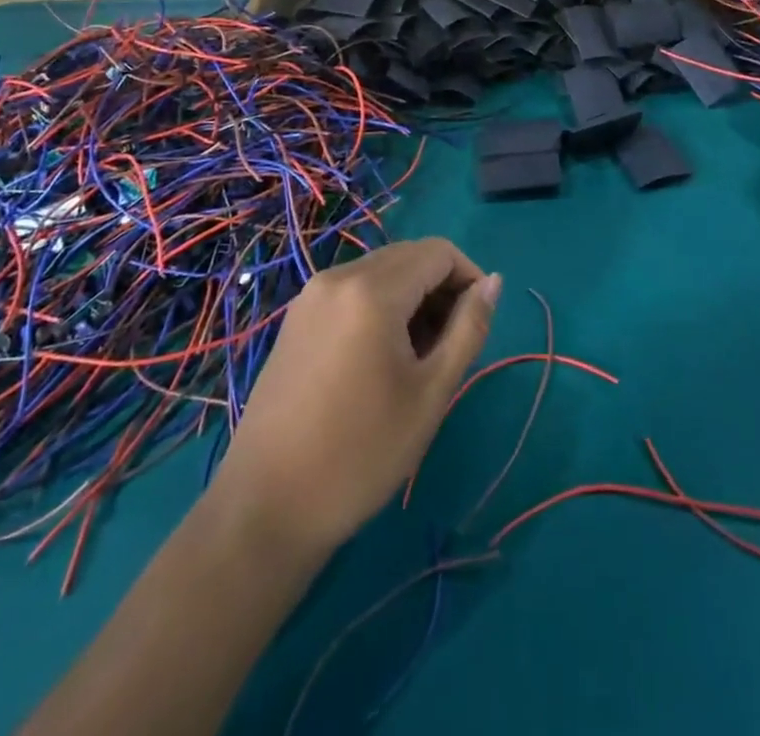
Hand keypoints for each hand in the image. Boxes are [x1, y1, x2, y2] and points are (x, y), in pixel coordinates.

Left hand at [210, 238, 500, 555]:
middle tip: (451, 345)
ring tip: (419, 357)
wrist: (266, 507)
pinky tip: (381, 357)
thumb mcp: (431, 393)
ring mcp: (311, 295)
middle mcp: (338, 276)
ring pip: (381, 271)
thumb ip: (469, 328)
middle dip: (441, 287)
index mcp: (372, 290)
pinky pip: (353, 290)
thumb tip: (493, 282)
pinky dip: (381, 306)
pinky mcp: (297, 318)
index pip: (438, 252)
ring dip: (412, 297)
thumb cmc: (361, 453)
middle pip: (409, 257)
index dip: (469, 277)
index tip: (479, 323)